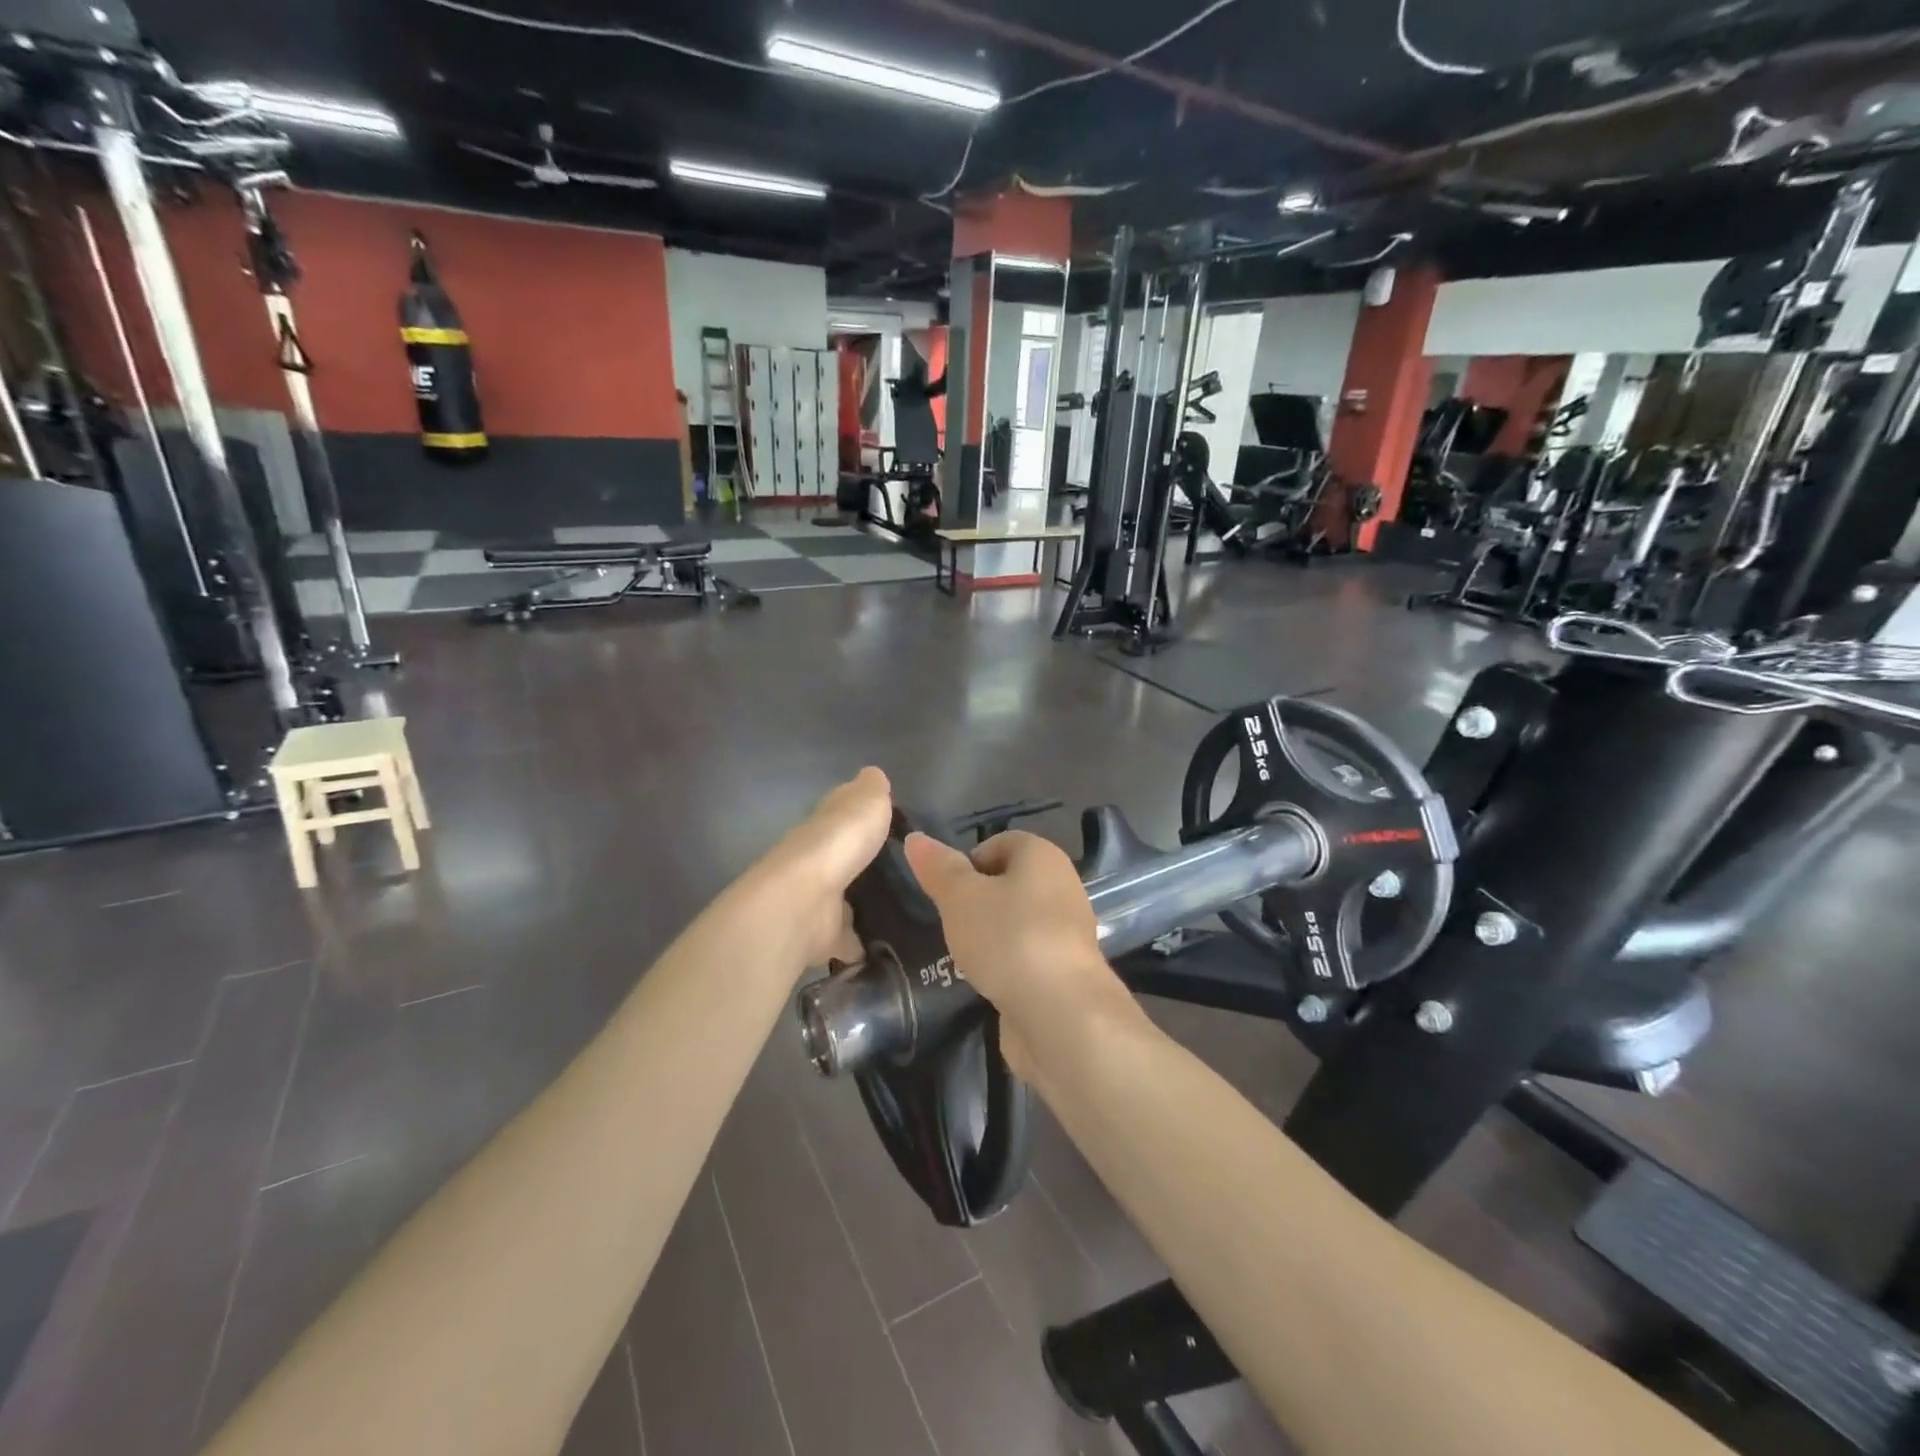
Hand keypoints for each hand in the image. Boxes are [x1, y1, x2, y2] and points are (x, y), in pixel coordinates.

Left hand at [753, 767, 893, 968]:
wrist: (805, 901)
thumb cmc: (839, 841)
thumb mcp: (867, 801)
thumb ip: (873, 790)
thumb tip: (874, 775)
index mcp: (826, 824)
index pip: (842, 813)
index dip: (861, 814)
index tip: (890, 823)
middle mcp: (818, 860)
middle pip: (844, 858)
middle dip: (866, 863)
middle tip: (906, 871)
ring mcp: (818, 899)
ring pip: (845, 899)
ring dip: (864, 905)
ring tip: (905, 910)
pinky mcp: (822, 936)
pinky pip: (847, 940)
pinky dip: (862, 944)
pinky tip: (889, 945)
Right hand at [902, 830, 1133, 1080]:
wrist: (1061, 1014)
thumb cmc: (1008, 938)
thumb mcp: (961, 897)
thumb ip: (939, 868)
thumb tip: (916, 839)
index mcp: (1042, 856)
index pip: (1000, 843)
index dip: (968, 862)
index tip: (945, 892)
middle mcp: (1062, 885)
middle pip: (1010, 882)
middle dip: (978, 900)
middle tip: (950, 923)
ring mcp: (1067, 931)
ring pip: (1018, 921)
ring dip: (991, 935)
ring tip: (965, 955)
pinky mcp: (1066, 970)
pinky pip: (1027, 954)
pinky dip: (1007, 964)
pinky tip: (989, 981)